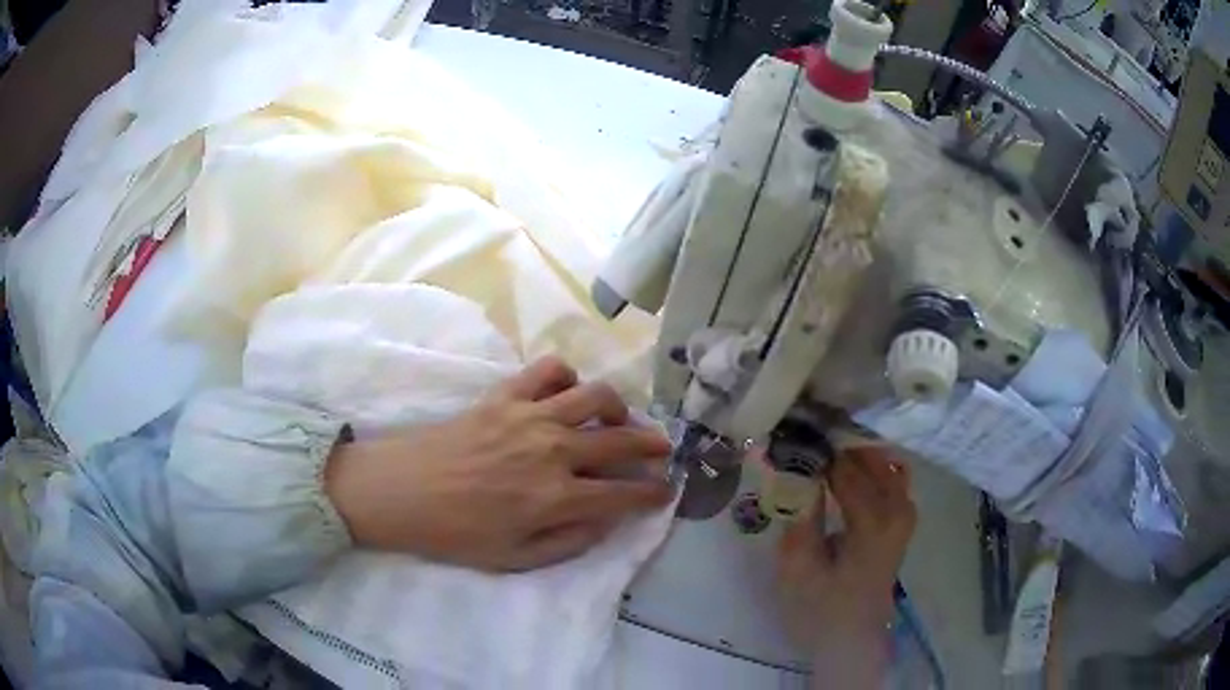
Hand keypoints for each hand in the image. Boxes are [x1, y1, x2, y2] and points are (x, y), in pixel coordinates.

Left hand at [323, 357, 673, 571]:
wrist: (401, 492)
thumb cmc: (456, 533)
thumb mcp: (516, 559)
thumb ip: (570, 542)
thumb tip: (607, 520)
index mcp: (556, 498)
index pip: (625, 493)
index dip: (653, 493)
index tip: (666, 490)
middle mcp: (553, 450)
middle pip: (622, 440)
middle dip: (653, 446)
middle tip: (662, 451)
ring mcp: (530, 416)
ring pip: (596, 397)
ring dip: (618, 409)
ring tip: (617, 421)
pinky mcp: (505, 395)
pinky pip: (549, 370)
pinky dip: (567, 378)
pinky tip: (566, 395)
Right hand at [776, 447, 915, 677]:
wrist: (851, 640)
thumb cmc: (819, 610)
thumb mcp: (797, 568)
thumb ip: (800, 514)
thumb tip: (795, 467)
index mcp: (873, 521)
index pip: (844, 467)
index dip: (816, 450)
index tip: (789, 438)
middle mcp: (897, 509)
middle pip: (869, 457)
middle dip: (837, 444)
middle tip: (802, 440)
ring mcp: (905, 513)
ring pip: (884, 463)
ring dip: (854, 452)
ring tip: (821, 450)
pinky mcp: (903, 521)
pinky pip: (893, 477)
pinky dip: (872, 466)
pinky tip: (849, 467)